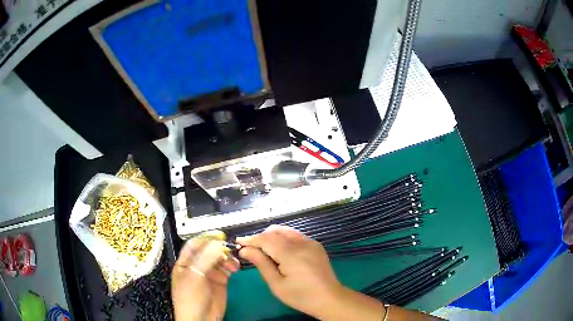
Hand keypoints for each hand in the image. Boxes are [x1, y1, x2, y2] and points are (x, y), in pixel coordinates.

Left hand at [171, 235, 238, 320]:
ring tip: (233, 263)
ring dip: (227, 258)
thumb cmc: (190, 298)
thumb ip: (205, 259)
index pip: (194, 245)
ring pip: (219, 259)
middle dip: (219, 249)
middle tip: (230, 249)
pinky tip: (235, 268)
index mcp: (185, 263)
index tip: (220, 235)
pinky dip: (232, 266)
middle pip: (209, 251)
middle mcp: (197, 266)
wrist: (201, 320)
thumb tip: (218, 242)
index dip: (206, 238)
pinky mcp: (221, 281)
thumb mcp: (194, 277)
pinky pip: (227, 269)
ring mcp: (209, 274)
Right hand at [236, 225, 342, 317]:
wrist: (329, 298)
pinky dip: (283, 238)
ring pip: (286, 231)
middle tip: (249, 248)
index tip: (239, 242)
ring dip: (271, 236)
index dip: (251, 239)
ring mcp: (311, 242)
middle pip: (275, 232)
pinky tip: (279, 250)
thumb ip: (261, 264)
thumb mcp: (277, 284)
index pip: (266, 239)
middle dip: (260, 237)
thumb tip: (245, 250)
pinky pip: (295, 236)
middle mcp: (302, 243)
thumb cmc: (300, 296)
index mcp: (291, 254)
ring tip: (262, 248)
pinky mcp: (316, 245)